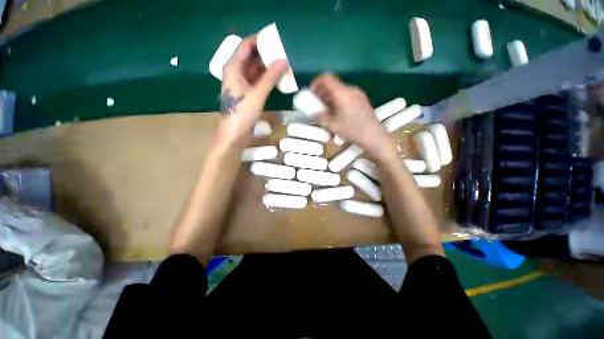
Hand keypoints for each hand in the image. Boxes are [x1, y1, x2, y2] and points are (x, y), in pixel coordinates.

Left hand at [216, 34, 287, 147]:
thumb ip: (270, 77)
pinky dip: (267, 79)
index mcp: (233, 68)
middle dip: (266, 54)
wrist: (235, 135)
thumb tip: (284, 60)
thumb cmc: (242, 113)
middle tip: (283, 53)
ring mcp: (242, 85)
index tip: (275, 39)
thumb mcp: (257, 94)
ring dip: (268, 67)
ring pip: (255, 70)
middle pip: (251, 58)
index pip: (246, 46)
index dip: (259, 40)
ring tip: (283, 65)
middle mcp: (236, 74)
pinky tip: (278, 79)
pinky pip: (258, 82)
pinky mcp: (247, 95)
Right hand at [310, 74, 395, 158]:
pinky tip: (337, 113)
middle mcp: (350, 90)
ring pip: (339, 91)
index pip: (326, 78)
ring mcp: (357, 94)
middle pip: (332, 85)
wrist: (374, 136)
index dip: (316, 83)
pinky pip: (346, 96)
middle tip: (317, 106)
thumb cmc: (352, 130)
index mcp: (342, 93)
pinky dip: (337, 101)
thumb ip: (321, 118)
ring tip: (326, 112)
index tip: (311, 95)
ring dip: (329, 99)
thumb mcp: (333, 125)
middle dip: (322, 94)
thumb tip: (313, 116)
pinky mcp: (361, 99)